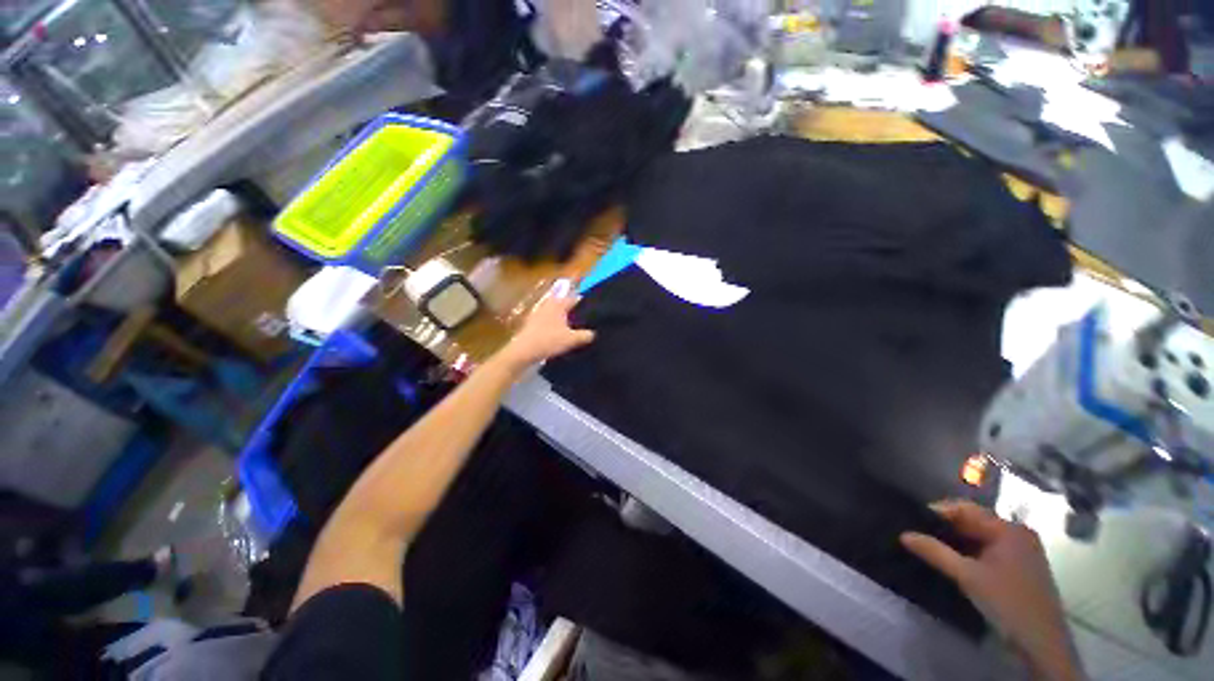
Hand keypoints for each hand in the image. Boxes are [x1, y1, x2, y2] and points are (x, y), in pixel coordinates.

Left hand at [498, 280, 595, 371]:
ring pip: (555, 312)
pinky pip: (548, 319)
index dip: (584, 303)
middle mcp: (548, 304)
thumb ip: (585, 335)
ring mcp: (538, 312)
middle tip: (584, 320)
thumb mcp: (571, 340)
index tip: (593, 311)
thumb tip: (594, 333)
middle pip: (564, 304)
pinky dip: (554, 324)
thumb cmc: (549, 341)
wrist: (523, 351)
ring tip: (573, 327)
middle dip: (574, 310)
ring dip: (563, 317)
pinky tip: (558, 333)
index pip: (575, 298)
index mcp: (559, 304)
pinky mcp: (532, 322)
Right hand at [901, 501, 1083, 680]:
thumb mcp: (967, 577)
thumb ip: (935, 552)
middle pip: (975, 521)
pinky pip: (991, 548)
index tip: (913, 520)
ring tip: (932, 546)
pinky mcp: (1023, 565)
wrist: (1042, 642)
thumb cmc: (1007, 602)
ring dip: (958, 540)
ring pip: (982, 536)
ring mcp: (1023, 549)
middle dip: (947, 527)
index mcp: (1009, 529)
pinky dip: (972, 551)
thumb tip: (904, 534)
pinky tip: (957, 560)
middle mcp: (1018, 533)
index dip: (938, 512)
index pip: (966, 509)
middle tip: (920, 533)